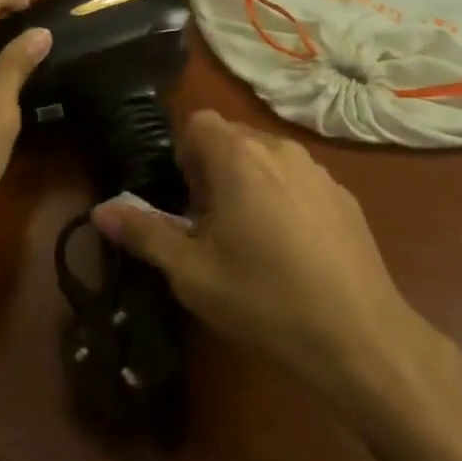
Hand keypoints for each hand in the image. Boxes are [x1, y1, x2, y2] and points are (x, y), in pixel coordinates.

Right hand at [91, 110, 434, 401]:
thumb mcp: (192, 273)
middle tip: (210, 228)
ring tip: (251, 241)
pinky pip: (300, 181)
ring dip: (249, 183)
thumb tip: (101, 210)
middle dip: (213, 171)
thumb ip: (144, 233)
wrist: (360, 337)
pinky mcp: (346, 197)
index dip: (183, 156)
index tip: (186, 203)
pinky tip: (293, 252)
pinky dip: (284, 199)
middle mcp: (281, 150)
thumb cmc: (264, 299)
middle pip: (233, 138)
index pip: (199, 123)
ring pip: (268, 159)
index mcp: (240, 157)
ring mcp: (319, 172)